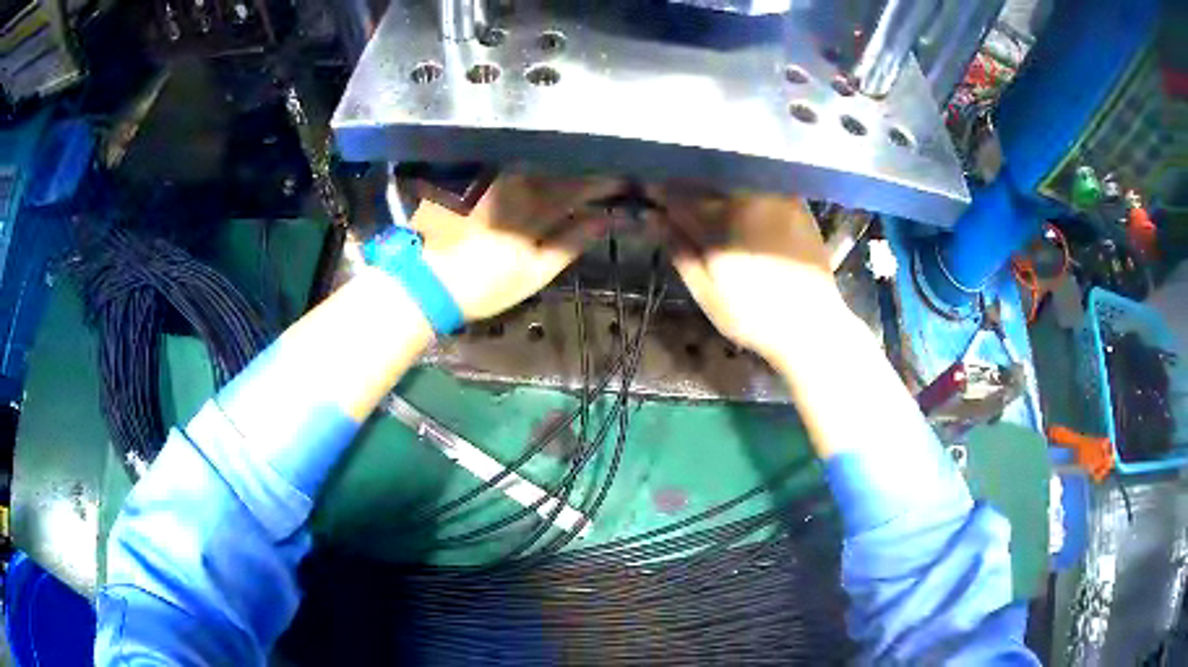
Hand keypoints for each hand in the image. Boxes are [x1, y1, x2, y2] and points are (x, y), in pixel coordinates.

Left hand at [410, 174, 621, 321]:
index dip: (603, 182)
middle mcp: (514, 184)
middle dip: (584, 168)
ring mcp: (491, 179)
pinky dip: (533, 168)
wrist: (426, 282)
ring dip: (560, 164)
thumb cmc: (484, 286)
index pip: (578, 188)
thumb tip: (604, 221)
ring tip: (579, 169)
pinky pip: (512, 167)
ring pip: (536, 163)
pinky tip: (543, 171)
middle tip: (604, 171)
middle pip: (558, 168)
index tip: (623, 179)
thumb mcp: (535, 273)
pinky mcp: (474, 179)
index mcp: (533, 209)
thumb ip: (571, 243)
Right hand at [652, 186, 847, 363]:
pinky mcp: (795, 202)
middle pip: (705, 181)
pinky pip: (759, 185)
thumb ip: (680, 250)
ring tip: (704, 199)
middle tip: (673, 199)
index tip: (646, 194)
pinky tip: (738, 204)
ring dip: (712, 185)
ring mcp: (774, 197)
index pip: (678, 195)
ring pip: (733, 179)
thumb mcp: (706, 292)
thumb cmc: (755, 317)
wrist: (813, 326)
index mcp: (721, 222)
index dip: (658, 193)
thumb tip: (653, 217)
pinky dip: (742, 188)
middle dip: (685, 186)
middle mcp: (747, 198)